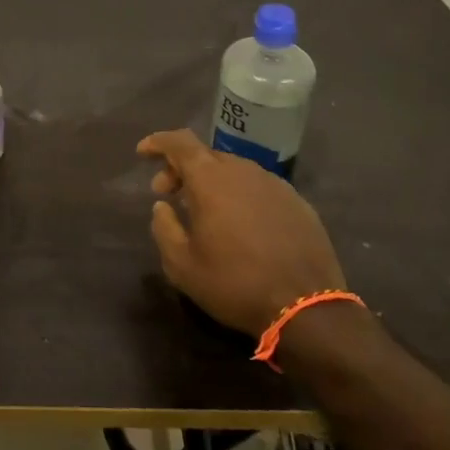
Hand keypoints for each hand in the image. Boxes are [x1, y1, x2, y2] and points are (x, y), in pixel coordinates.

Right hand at [137, 129, 346, 334]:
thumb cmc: (235, 283)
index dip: (158, 142)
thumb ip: (164, 228)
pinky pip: (259, 187)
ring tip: (203, 211)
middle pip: (206, 155)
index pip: (180, 142)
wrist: (307, 307)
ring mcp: (275, 184)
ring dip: (212, 182)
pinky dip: (240, 194)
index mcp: (211, 179)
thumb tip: (162, 206)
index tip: (143, 153)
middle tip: (168, 194)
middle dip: (181, 168)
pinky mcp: (297, 202)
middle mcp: (244, 170)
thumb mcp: (182, 265)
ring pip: (234, 170)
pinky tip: (240, 224)